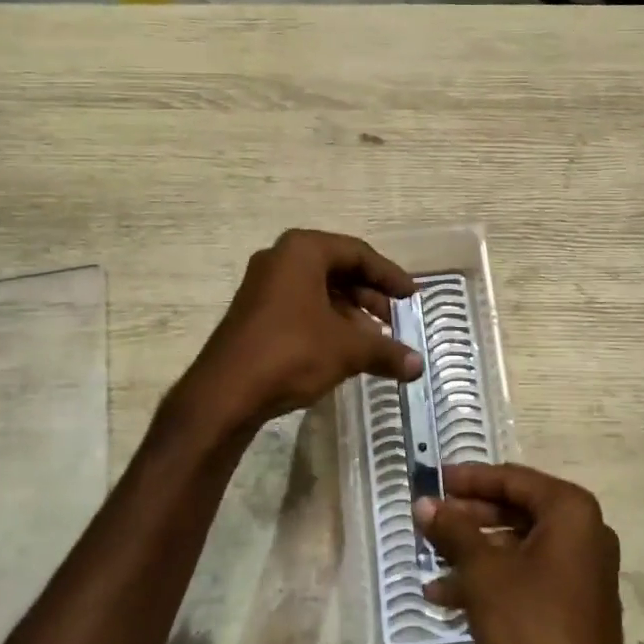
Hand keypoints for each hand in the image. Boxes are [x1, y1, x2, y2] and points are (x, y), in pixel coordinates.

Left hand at [179, 229, 421, 435]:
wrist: (225, 393)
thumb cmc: (291, 353)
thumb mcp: (347, 349)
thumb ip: (386, 352)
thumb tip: (418, 367)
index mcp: (303, 251)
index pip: (358, 253)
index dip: (390, 276)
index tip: (413, 296)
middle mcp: (281, 259)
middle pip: (339, 270)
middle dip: (371, 296)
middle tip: (396, 320)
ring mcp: (264, 286)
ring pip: (320, 291)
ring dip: (351, 313)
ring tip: (376, 340)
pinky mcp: (255, 313)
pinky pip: (302, 306)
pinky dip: (328, 322)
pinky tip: (346, 350)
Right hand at [416, 463, 626, 643]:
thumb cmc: (531, 621)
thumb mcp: (483, 572)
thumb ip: (453, 531)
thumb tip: (423, 503)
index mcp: (569, 509)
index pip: (511, 478)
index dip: (469, 479)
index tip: (435, 480)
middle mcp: (583, 529)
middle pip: (515, 510)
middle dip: (468, 518)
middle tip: (430, 519)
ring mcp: (582, 566)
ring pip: (518, 545)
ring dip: (474, 552)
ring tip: (431, 561)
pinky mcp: (576, 598)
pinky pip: (529, 572)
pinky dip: (494, 577)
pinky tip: (448, 596)